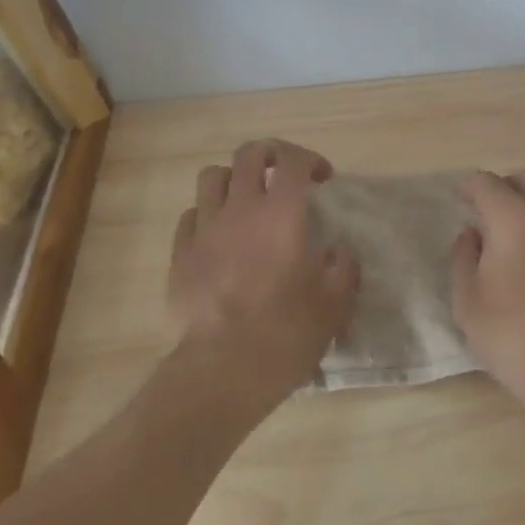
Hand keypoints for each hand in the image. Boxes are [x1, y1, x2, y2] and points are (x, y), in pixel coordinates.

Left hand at [167, 139, 359, 412]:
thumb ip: (344, 269)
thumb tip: (340, 253)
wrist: (221, 371)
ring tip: (246, 200)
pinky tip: (219, 237)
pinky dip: (207, 215)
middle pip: (249, 153)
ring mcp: (205, 229)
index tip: (322, 178)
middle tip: (283, 175)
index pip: (293, 159)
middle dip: (270, 154)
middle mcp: (241, 209)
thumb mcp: (334, 305)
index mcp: (282, 213)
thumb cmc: (286, 333)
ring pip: (212, 176)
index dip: (310, 159)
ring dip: (233, 179)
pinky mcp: (180, 255)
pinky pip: (191, 216)